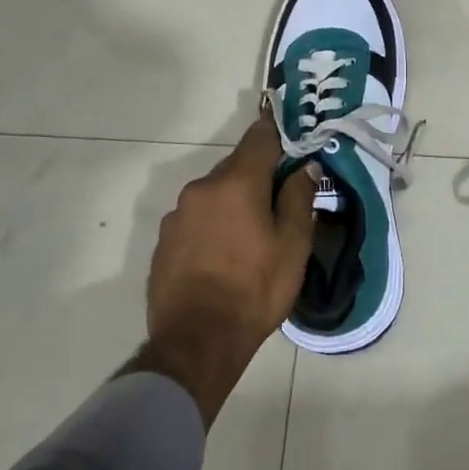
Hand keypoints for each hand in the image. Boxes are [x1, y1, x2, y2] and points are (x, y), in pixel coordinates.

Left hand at [129, 113, 316, 425]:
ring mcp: (177, 215)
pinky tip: (226, 253)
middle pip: (237, 167)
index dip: (277, 129)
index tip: (291, 128)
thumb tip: (304, 167)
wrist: (197, 341)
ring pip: (215, 194)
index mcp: (236, 183)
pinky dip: (214, 224)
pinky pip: (197, 218)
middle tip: (282, 197)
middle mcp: (201, 189)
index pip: (259, 138)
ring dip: (235, 202)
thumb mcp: (293, 244)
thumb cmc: (255, 289)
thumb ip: (299, 198)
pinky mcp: (164, 241)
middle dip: (260, 175)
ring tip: (253, 233)